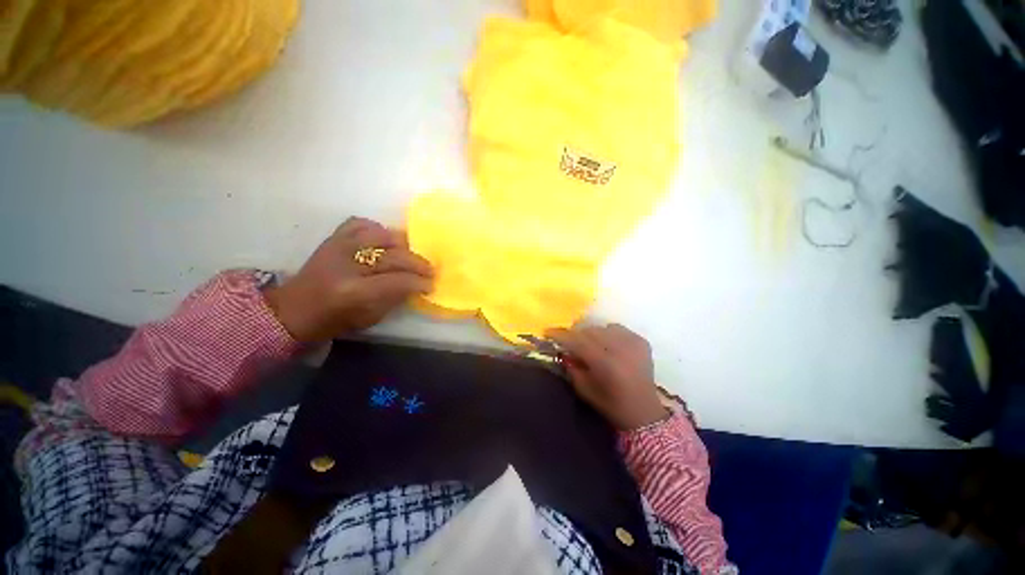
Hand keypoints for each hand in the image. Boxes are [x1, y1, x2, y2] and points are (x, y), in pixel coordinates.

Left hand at [265, 217, 433, 342]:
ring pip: (381, 235)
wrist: (293, 310)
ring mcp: (338, 246)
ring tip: (411, 254)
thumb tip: (416, 284)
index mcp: (354, 291)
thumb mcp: (370, 318)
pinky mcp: (332, 238)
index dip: (419, 282)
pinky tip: (384, 239)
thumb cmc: (333, 321)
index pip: (398, 280)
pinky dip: (377, 229)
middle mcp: (347, 264)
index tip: (431, 285)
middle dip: (418, 263)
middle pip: (394, 256)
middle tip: (430, 270)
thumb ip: (395, 298)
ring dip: (403, 244)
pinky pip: (360, 224)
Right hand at [547, 324, 667, 430]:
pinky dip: (608, 334)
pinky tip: (608, 345)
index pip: (577, 341)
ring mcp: (632, 342)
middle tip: (569, 343)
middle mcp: (619, 349)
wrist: (644, 411)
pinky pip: (617, 329)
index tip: (548, 331)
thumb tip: (564, 351)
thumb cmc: (611, 404)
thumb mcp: (584, 390)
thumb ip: (572, 368)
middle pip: (589, 331)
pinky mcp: (641, 341)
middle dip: (576, 335)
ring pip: (602, 328)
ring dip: (592, 334)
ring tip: (590, 345)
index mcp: (605, 363)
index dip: (561, 335)